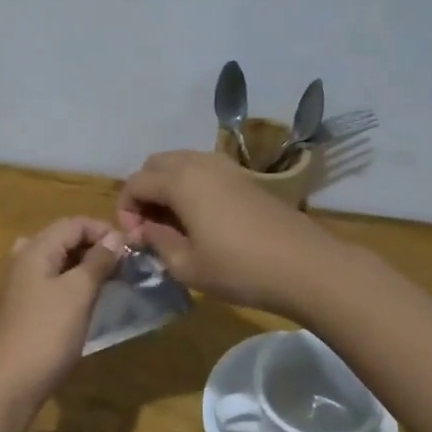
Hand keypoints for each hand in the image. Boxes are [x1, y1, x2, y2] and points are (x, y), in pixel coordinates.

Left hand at [0, 217, 124, 409]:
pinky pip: (48, 280)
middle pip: (62, 238)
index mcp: (35, 250)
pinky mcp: (21, 306)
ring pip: (55, 260)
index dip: (102, 230)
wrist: (11, 382)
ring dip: (82, 263)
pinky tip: (84, 298)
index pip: (73, 223)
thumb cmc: (48, 333)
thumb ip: (97, 261)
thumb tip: (115, 237)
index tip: (129, 250)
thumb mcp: (78, 293)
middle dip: (94, 246)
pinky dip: (69, 280)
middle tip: (122, 266)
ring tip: (107, 279)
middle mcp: (22, 259)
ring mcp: (18, 284)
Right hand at [116, 150, 341, 315]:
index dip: (126, 210)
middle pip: (156, 164)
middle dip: (144, 192)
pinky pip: (204, 170)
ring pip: (181, 163)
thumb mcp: (187, 265)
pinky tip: (201, 219)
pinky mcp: (245, 177)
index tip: (136, 240)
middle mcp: (200, 163)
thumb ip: (157, 242)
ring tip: (174, 225)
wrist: (305, 266)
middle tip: (150, 228)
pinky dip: (191, 186)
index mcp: (180, 181)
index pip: (135, 182)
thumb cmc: (239, 269)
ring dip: (168, 187)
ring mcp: (226, 166)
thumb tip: (143, 231)